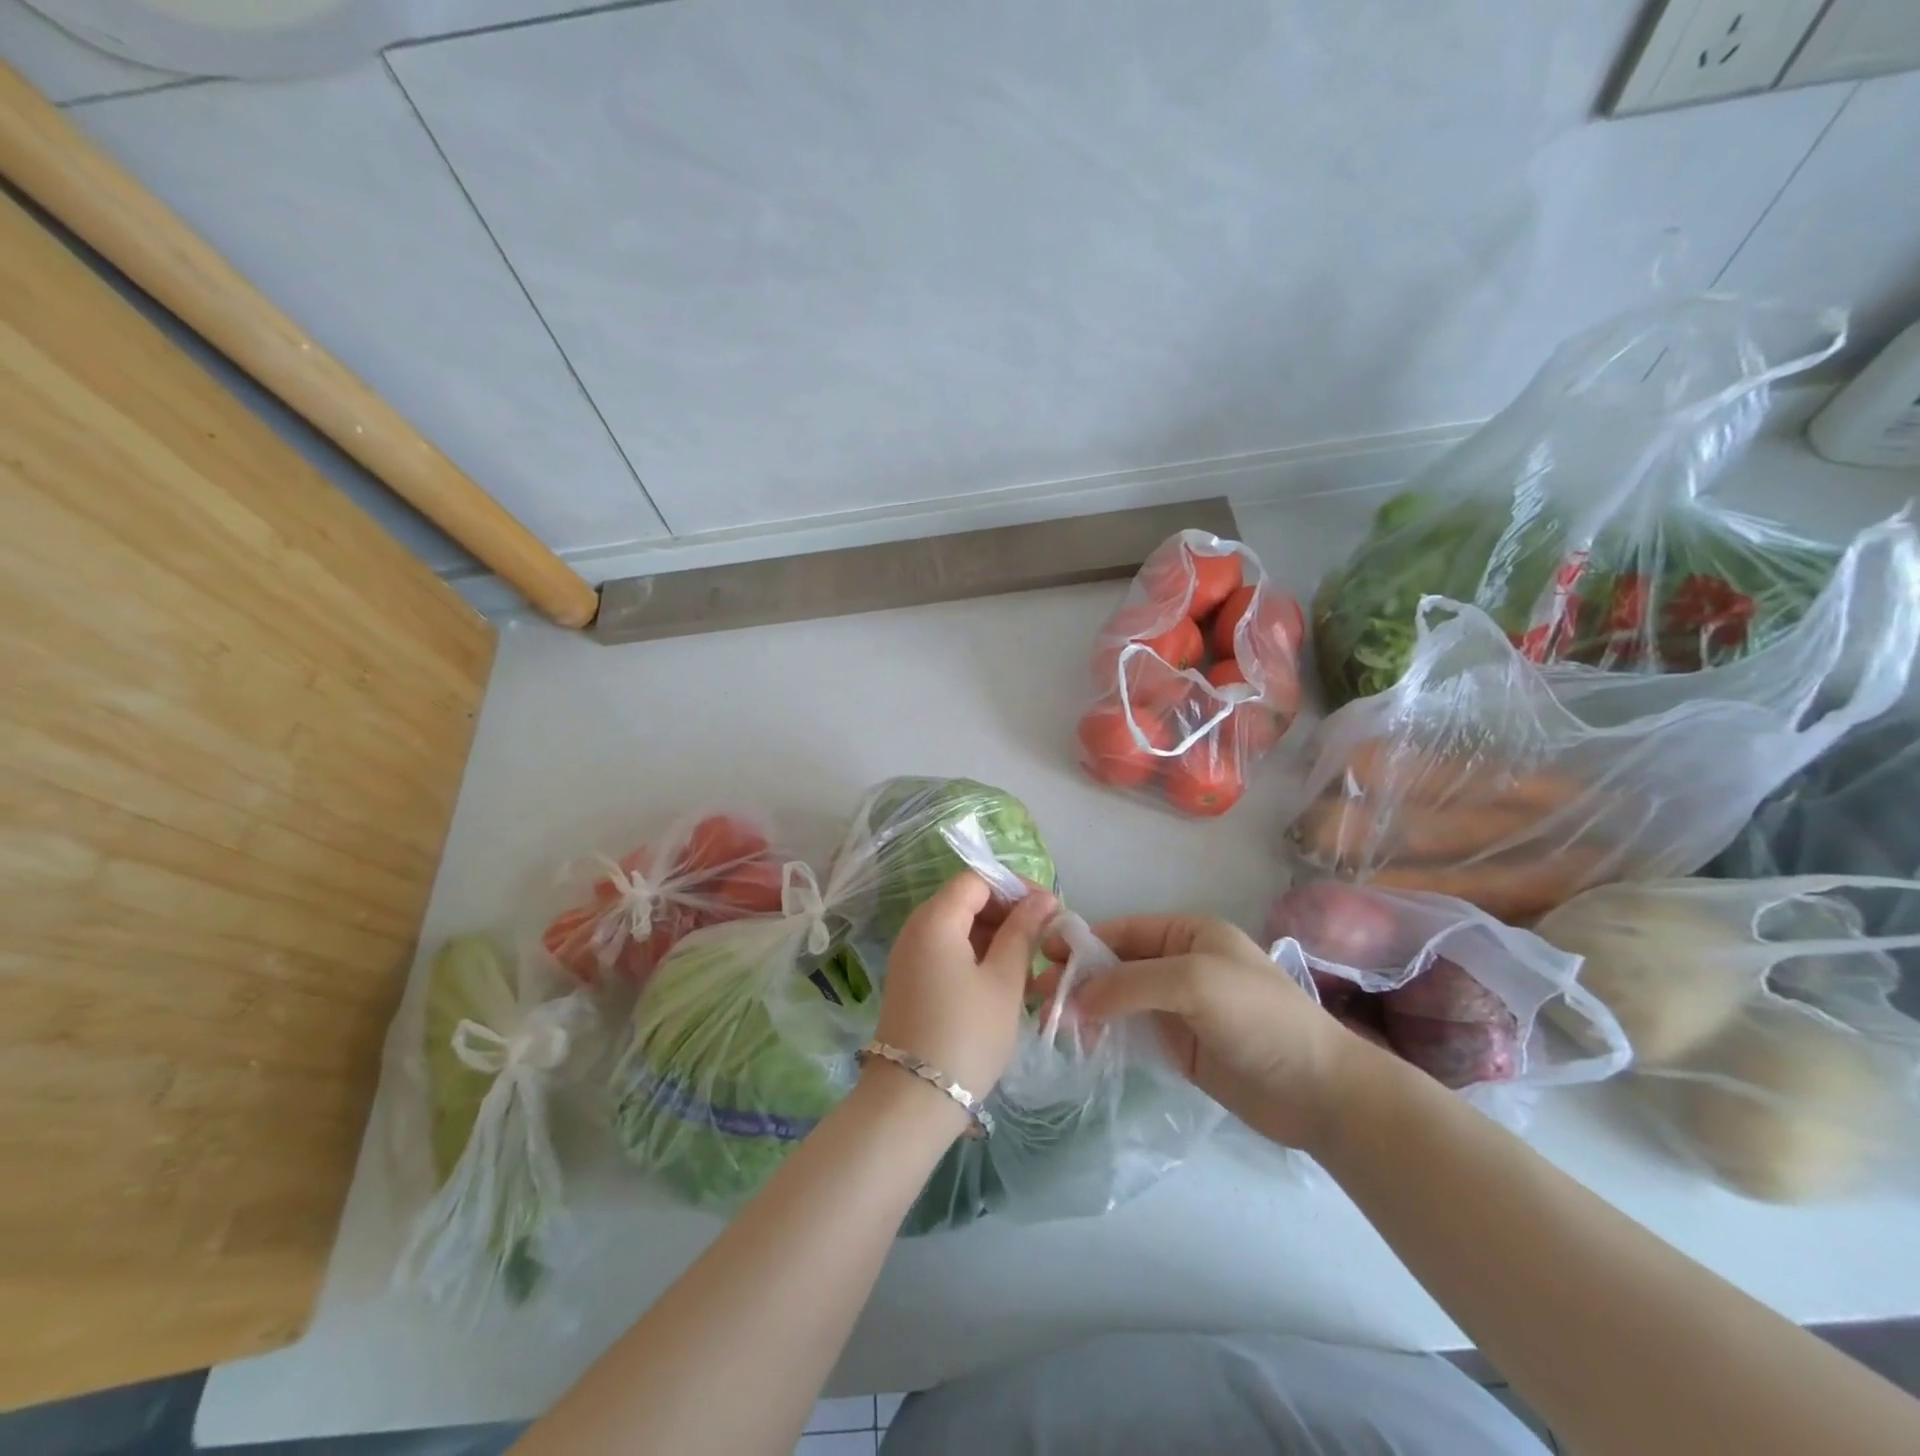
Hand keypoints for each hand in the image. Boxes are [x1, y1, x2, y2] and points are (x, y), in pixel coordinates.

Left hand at [874, 872, 1055, 1102]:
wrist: (913, 1100)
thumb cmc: (967, 1033)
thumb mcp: (1004, 980)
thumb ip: (1023, 932)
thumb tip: (1042, 899)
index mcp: (935, 919)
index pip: (977, 880)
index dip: (1015, 888)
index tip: (1049, 910)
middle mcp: (916, 929)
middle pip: (966, 902)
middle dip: (1008, 914)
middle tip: (1045, 940)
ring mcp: (911, 957)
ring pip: (960, 930)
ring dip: (997, 939)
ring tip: (1032, 966)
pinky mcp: (913, 982)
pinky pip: (949, 953)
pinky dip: (978, 959)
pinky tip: (1007, 984)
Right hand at [1062, 914, 1361, 1151]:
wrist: (1319, 1091)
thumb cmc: (1258, 1019)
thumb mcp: (1192, 982)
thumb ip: (1130, 983)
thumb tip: (1076, 999)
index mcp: (1188, 934)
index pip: (1122, 930)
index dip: (1081, 942)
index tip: (1040, 958)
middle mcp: (1180, 963)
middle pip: (1116, 964)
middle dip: (1078, 978)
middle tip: (1036, 998)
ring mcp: (1179, 1007)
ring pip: (1119, 999)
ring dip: (1087, 1008)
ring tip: (1051, 1027)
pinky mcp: (1180, 1045)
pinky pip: (1132, 1032)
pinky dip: (1105, 1035)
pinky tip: (1080, 1045)